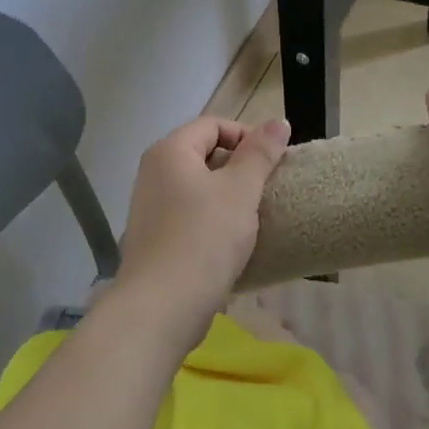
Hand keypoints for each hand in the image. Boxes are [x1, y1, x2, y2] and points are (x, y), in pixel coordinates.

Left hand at [108, 115, 291, 344]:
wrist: (162, 307)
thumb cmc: (204, 238)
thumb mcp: (241, 191)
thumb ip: (260, 153)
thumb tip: (279, 122)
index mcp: (170, 151)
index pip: (213, 124)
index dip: (247, 136)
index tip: (273, 163)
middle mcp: (153, 172)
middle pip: (204, 153)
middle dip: (239, 167)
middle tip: (267, 190)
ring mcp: (150, 206)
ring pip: (198, 187)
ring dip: (228, 196)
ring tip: (254, 216)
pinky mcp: (154, 237)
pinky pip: (189, 214)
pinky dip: (212, 219)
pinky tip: (232, 241)